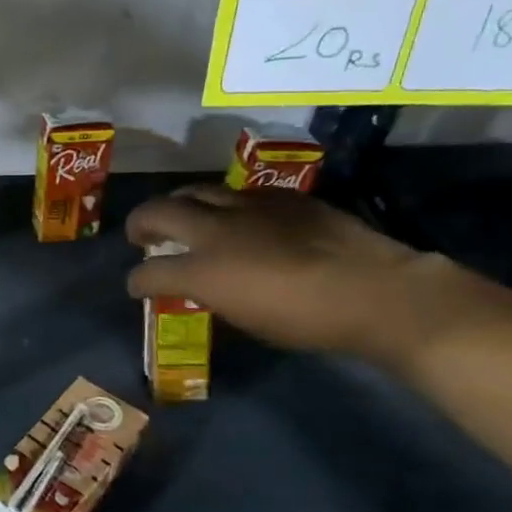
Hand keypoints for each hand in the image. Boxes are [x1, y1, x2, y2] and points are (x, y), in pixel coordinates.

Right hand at [125, 186, 468, 362]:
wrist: (375, 292)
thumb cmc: (307, 320)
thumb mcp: (247, 318)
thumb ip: (214, 294)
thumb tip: (202, 286)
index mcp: (204, 269)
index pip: (151, 272)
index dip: (138, 280)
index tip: (136, 285)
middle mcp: (216, 230)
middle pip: (160, 211)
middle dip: (141, 223)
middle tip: (141, 235)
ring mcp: (248, 206)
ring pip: (196, 191)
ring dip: (179, 204)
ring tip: (181, 216)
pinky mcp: (281, 197)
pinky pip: (238, 194)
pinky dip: (224, 205)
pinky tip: (237, 218)